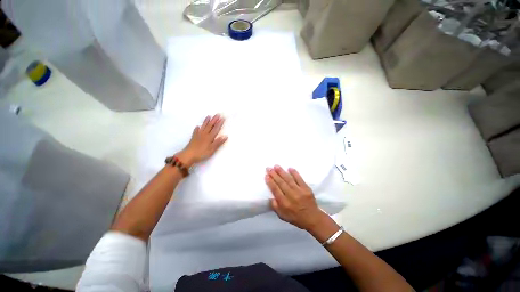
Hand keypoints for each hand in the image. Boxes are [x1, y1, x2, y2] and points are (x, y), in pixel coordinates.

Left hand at [177, 114, 227, 165]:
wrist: (188, 155)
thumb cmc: (201, 153)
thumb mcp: (211, 149)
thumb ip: (218, 142)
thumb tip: (225, 136)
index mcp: (209, 137)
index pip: (216, 129)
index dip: (219, 123)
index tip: (222, 118)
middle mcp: (204, 134)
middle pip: (210, 126)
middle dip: (214, 120)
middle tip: (217, 114)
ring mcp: (198, 135)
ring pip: (203, 127)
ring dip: (206, 121)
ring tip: (208, 116)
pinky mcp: (193, 138)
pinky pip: (196, 131)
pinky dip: (197, 128)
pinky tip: (197, 126)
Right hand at [265, 165, 327, 230]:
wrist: (313, 218)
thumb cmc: (296, 217)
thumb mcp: (282, 216)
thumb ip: (275, 207)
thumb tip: (270, 197)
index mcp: (284, 203)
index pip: (275, 190)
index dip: (270, 182)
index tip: (266, 175)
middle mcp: (291, 196)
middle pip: (281, 183)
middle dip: (274, 174)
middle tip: (269, 168)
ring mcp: (299, 191)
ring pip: (288, 179)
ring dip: (282, 172)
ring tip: (276, 166)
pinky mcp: (306, 188)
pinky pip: (299, 179)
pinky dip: (294, 173)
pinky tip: (289, 168)